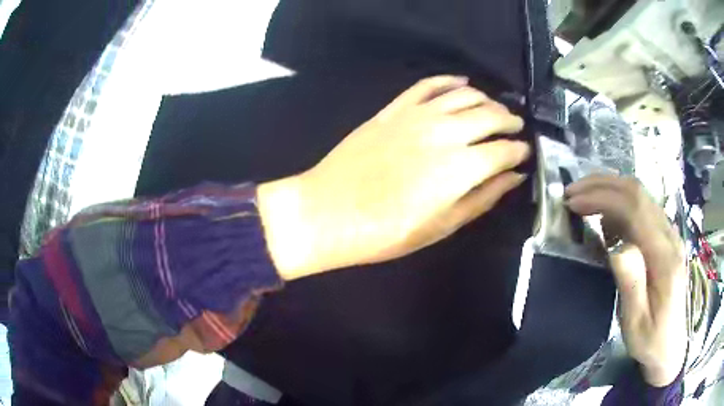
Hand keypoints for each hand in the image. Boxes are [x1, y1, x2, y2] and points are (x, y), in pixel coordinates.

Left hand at [258, 75, 529, 278]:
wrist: (328, 212)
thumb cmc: (386, 231)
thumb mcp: (441, 226)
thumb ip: (482, 198)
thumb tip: (513, 177)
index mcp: (461, 168)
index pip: (504, 150)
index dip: (519, 150)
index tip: (525, 153)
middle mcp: (445, 133)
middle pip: (491, 115)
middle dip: (509, 121)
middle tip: (515, 128)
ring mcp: (417, 115)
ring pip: (465, 94)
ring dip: (487, 100)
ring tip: (494, 110)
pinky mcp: (394, 109)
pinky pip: (428, 85)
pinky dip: (450, 80)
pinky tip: (462, 83)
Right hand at [565, 174, 686, 386]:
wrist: (671, 343)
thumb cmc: (650, 338)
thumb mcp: (636, 323)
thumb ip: (631, 284)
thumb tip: (617, 247)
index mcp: (665, 258)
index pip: (635, 209)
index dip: (603, 198)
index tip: (573, 202)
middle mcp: (670, 236)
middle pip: (637, 192)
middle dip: (602, 185)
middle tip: (572, 192)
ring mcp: (669, 233)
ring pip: (640, 195)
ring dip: (609, 189)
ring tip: (584, 200)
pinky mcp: (665, 236)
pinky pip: (641, 207)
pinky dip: (619, 203)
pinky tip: (605, 219)